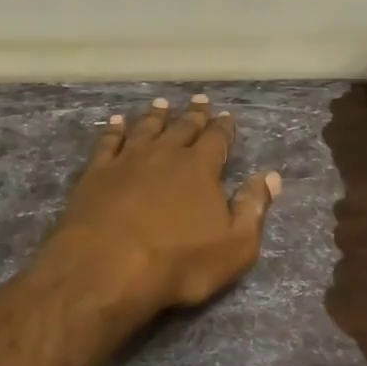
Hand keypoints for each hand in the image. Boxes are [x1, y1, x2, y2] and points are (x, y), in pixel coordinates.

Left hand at [38, 94, 281, 328]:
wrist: (107, 266)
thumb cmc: (178, 263)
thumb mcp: (234, 247)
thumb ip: (253, 209)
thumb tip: (270, 176)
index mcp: (200, 169)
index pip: (217, 140)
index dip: (223, 128)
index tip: (226, 115)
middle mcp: (164, 154)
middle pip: (182, 128)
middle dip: (194, 114)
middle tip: (199, 99)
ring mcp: (127, 160)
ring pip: (145, 129)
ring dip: (155, 116)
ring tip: (161, 104)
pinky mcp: (96, 172)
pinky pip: (108, 142)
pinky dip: (113, 130)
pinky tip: (115, 122)